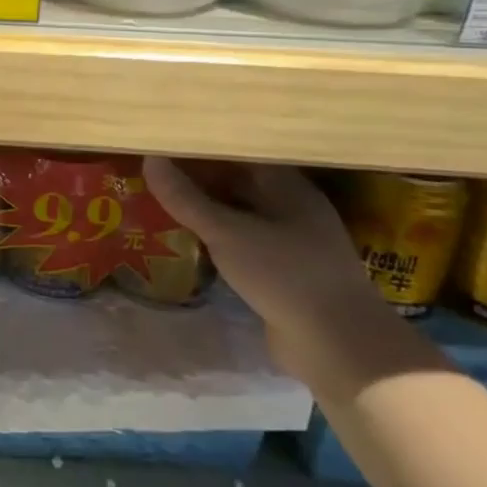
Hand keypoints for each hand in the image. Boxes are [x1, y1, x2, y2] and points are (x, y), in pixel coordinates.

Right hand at [143, 157, 389, 373]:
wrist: (338, 345)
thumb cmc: (284, 274)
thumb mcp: (226, 232)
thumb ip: (186, 198)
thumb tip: (149, 159)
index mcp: (287, 186)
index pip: (239, 153)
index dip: (203, 147)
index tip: (166, 142)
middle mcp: (292, 207)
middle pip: (239, 181)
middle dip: (199, 177)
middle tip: (155, 170)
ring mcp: (291, 241)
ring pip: (239, 213)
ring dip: (206, 209)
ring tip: (163, 200)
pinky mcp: (284, 271)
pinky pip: (243, 242)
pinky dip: (217, 237)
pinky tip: (189, 239)